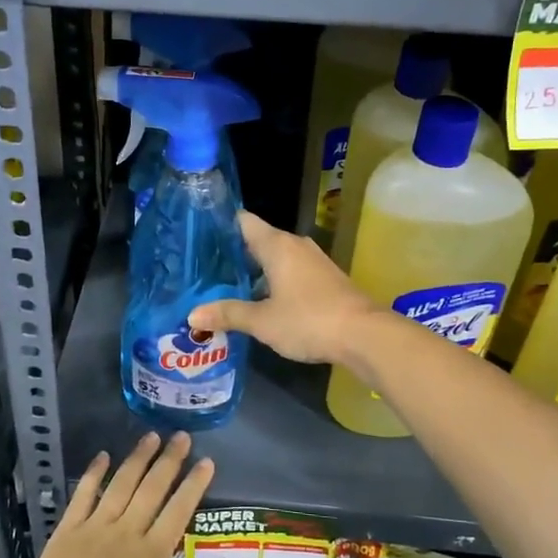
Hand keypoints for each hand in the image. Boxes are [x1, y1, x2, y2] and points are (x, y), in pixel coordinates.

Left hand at [10, 432, 219, 557]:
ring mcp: (94, 528)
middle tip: (182, 436)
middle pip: (152, 489)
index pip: (178, 512)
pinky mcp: (67, 530)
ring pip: (121, 484)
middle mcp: (125, 533)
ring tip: (151, 436)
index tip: (206, 461)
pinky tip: (103, 456)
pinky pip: (83, 494)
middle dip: (169, 461)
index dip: (194, 485)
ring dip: (138, 458)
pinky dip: (94, 473)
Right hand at [189, 210, 376, 365]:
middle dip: (233, 254)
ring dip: (254, 271)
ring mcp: (313, 261)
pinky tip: (259, 300)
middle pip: (257, 240)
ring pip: (275, 258)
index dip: (220, 225)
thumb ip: (228, 314)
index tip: (198, 235)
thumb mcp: (262, 321)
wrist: (364, 335)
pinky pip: (290, 272)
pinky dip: (272, 281)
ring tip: (225, 286)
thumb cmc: (308, 320)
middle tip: (203, 268)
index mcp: (277, 245)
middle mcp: (295, 245)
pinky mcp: (324, 279)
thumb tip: (192, 315)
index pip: (243, 221)